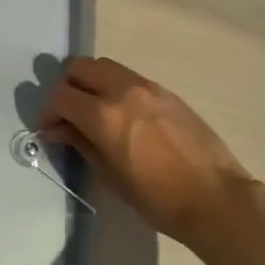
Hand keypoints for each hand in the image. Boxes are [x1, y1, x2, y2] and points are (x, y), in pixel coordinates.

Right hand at [39, 56, 248, 243]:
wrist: (217, 198)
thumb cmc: (159, 199)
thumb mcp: (111, 177)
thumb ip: (81, 143)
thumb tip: (58, 129)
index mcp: (104, 115)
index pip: (61, 95)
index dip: (48, 110)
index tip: (49, 128)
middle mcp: (122, 90)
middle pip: (79, 67)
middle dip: (66, 86)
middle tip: (67, 113)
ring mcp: (146, 86)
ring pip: (104, 65)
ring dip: (90, 81)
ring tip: (93, 109)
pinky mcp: (165, 90)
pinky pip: (128, 76)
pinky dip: (113, 85)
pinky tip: (122, 113)